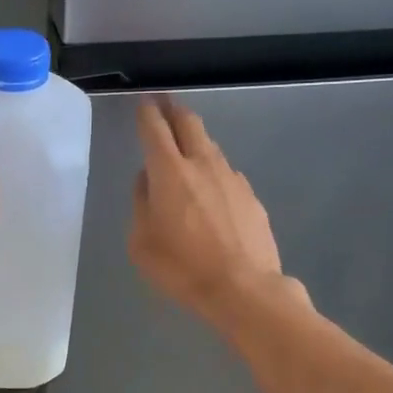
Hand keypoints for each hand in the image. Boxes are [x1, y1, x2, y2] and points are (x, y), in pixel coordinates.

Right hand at [129, 97, 293, 325]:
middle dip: (174, 110)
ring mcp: (232, 178)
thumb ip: (141, 203)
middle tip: (164, 104)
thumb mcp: (141, 242)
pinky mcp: (251, 196)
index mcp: (169, 171)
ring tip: (186, 147)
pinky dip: (213, 171)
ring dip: (195, 140)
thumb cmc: (182, 268)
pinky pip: (226, 173)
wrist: (244, 289)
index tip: (144, 103)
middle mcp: (202, 164)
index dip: (147, 112)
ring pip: (210, 146)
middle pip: (189, 123)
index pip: (155, 128)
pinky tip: (211, 189)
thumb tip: (147, 180)